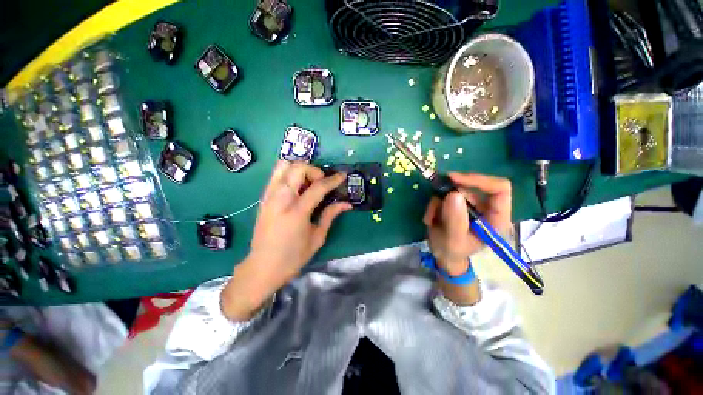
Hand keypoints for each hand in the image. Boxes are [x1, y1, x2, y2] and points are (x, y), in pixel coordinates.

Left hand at [249, 161, 351, 280]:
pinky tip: (297, 186)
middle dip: (314, 170)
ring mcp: (269, 196)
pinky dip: (289, 173)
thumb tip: (347, 204)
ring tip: (308, 181)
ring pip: (283, 166)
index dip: (333, 179)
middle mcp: (280, 199)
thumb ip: (330, 215)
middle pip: (298, 168)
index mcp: (297, 212)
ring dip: (300, 168)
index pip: (318, 187)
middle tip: (321, 182)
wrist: (263, 267)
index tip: (342, 175)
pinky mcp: (263, 198)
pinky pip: (276, 175)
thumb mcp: (317, 238)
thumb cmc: (293, 257)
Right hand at [423, 173, 511, 275]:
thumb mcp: (453, 239)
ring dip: (438, 202)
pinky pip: (444, 195)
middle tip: (434, 203)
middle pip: (471, 187)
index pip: (499, 189)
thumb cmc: (452, 252)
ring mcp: (471, 205)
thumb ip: (455, 220)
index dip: (479, 180)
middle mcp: (486, 208)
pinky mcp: (458, 204)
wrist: (442, 255)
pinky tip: (431, 218)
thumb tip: (454, 194)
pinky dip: (434, 204)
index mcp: (496, 218)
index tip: (454, 180)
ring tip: (431, 218)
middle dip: (449, 194)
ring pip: (454, 190)